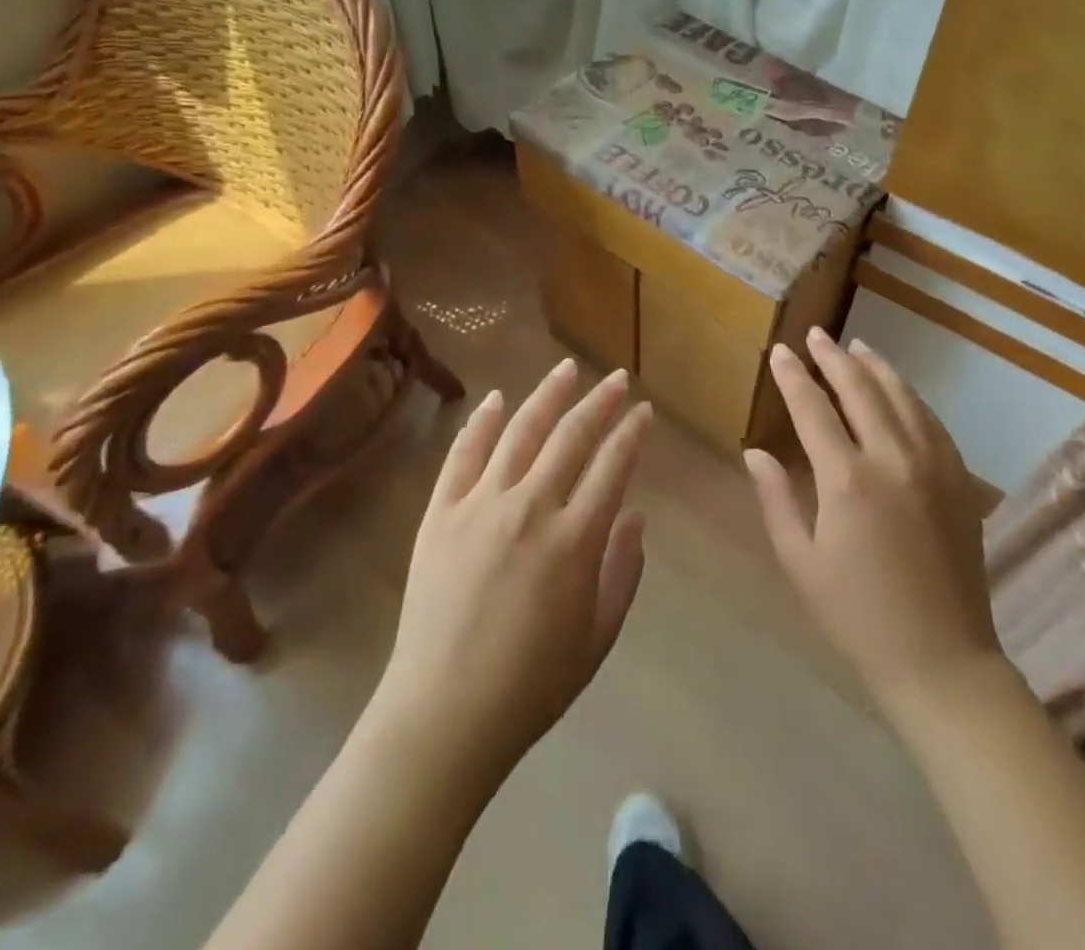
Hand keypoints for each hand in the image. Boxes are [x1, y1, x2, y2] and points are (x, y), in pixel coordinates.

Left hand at [373, 360, 651, 786]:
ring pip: (521, 431)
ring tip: (567, 369)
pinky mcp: (440, 514)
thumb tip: (635, 514)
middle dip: (599, 401)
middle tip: (615, 378)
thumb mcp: (598, 635)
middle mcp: (531, 507)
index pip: (613, 465)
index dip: (632, 432)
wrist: (443, 715)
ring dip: (547, 395)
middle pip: (572, 436)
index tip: (644, 411)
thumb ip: (624, 570)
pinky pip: (463, 454)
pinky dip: (482, 422)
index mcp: (576, 538)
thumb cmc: (532, 684)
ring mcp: (480, 505)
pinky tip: (497, 399)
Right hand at [746, 329, 999, 716]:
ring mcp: (934, 465)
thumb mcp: (800, 562)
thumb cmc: (857, 616)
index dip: (793, 376)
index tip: (780, 351)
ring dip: (875, 367)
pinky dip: (910, 396)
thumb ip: (775, 499)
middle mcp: (894, 458)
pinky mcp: (960, 479)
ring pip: (902, 396)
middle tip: (816, 335)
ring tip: (856, 348)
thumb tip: (755, 452)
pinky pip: (932, 421)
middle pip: (861, 388)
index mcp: (847, 480)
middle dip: (834, 357)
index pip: (813, 408)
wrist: (942, 660)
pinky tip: (898, 390)